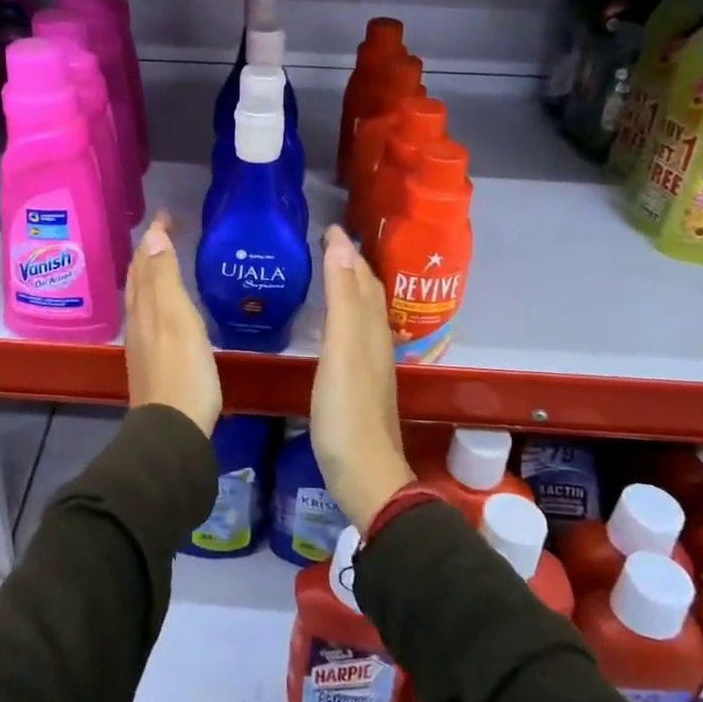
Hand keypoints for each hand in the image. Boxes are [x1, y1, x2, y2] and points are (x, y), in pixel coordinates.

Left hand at [124, 212, 221, 436]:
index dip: (153, 236)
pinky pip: (149, 314)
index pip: (144, 261)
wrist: (173, 429)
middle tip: (165, 230)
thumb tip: (152, 238)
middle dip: (148, 250)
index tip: (167, 215)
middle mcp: (138, 320)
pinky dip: (155, 295)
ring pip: (141, 295)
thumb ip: (165, 280)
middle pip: (138, 277)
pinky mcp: (152, 359)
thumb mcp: (178, 320)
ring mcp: (143, 341)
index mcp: (145, 306)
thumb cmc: (183, 371)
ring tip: (163, 258)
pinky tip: (166, 305)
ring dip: (150, 272)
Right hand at [310, 225, 412, 530]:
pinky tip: (331, 327)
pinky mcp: (358, 385)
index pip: (362, 278)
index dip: (348, 251)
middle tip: (327, 243)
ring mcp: (369, 365)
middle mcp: (375, 341)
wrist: (364, 474)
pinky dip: (343, 316)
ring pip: (362, 314)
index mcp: (371, 329)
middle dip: (351, 265)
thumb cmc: (347, 411)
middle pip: (367, 293)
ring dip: (349, 289)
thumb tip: (342, 244)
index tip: (329, 227)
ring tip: (329, 273)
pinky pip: (353, 335)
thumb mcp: (342, 349)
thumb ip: (342, 298)